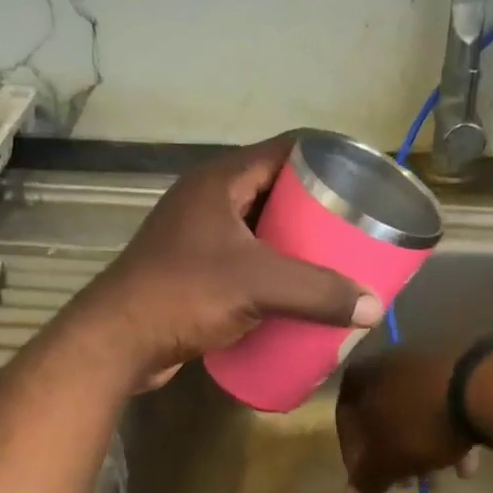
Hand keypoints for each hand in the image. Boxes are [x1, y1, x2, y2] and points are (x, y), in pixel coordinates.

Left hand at [74, 135, 381, 388]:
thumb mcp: (257, 286)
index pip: (286, 149)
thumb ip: (318, 293)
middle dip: (317, 208)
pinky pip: (246, 261)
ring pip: (260, 229)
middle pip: (276, 190)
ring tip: (337, 259)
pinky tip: (298, 291)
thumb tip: (374, 307)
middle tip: (357, 227)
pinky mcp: (194, 272)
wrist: (118, 342)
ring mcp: (198, 237)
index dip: (327, 158)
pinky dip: (273, 271)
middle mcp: (208, 201)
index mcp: (220, 181)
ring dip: (295, 243)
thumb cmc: (183, 294)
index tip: (364, 181)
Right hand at [336, 345, 478, 492]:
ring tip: (439, 479)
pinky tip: (466, 462)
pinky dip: (450, 432)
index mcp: (360, 378)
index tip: (371, 482)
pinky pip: (444, 405)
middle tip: (408, 484)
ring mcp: (423, 361)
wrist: (479, 387)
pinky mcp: (458, 366)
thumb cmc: (418, 423)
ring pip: (416, 413)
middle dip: (396, 455)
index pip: (346, 423)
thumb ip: (366, 479)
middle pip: (384, 418)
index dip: (356, 458)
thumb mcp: (387, 460)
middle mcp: (386, 363)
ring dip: (424, 448)